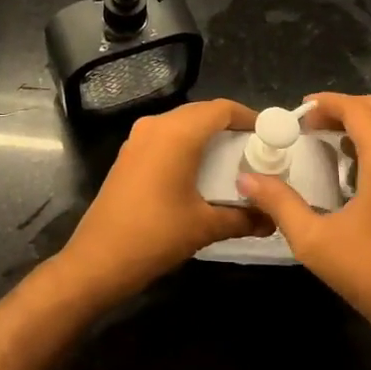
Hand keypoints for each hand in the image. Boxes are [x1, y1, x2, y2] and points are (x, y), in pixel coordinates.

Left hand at [57, 97, 266, 307]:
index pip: (221, 109)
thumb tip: (272, 219)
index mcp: (177, 133)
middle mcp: (156, 126)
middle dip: (230, 127)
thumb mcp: (205, 226)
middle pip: (202, 113)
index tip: (271, 134)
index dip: (248, 117)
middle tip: (256, 150)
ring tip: (233, 161)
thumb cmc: (155, 236)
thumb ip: (243, 218)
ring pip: (182, 124)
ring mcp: (138, 138)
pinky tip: (200, 172)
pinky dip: (187, 145)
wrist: (98, 260)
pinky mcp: (128, 154)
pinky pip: (165, 137)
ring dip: (208, 136)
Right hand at [236, 93, 370, 348]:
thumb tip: (245, 179)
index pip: (356, 109)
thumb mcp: (314, 240)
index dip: (326, 103)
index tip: (298, 113)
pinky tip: (354, 165)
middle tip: (309, 124)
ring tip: (328, 139)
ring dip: (362, 122)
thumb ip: (279, 203)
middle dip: (342, 108)